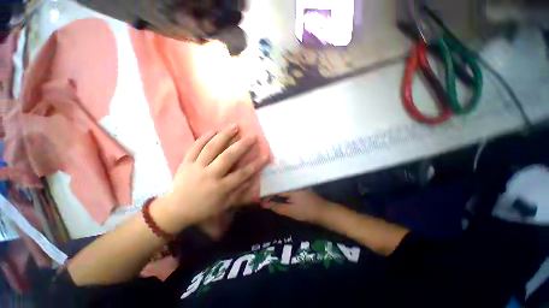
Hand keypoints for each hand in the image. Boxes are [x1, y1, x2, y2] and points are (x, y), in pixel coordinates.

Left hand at [154, 125, 268, 232]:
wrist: (175, 209)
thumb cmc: (203, 209)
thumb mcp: (224, 205)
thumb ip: (239, 192)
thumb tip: (252, 179)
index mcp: (221, 188)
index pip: (243, 174)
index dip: (256, 164)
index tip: (266, 154)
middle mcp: (210, 175)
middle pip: (228, 157)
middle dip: (242, 145)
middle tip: (253, 136)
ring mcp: (197, 167)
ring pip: (212, 148)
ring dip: (224, 135)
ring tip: (235, 126)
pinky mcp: (186, 162)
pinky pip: (195, 147)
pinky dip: (204, 138)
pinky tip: (214, 130)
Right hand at [261, 190, 333, 223]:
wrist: (323, 211)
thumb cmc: (306, 211)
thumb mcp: (290, 211)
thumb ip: (276, 207)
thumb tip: (263, 204)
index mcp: (289, 187)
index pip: (274, 187)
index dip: (265, 192)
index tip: (258, 197)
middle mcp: (292, 182)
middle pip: (278, 184)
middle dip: (269, 189)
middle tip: (260, 194)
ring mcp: (296, 184)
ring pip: (282, 185)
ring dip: (275, 189)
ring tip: (266, 193)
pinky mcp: (299, 187)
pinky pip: (287, 186)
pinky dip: (281, 190)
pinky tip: (277, 193)